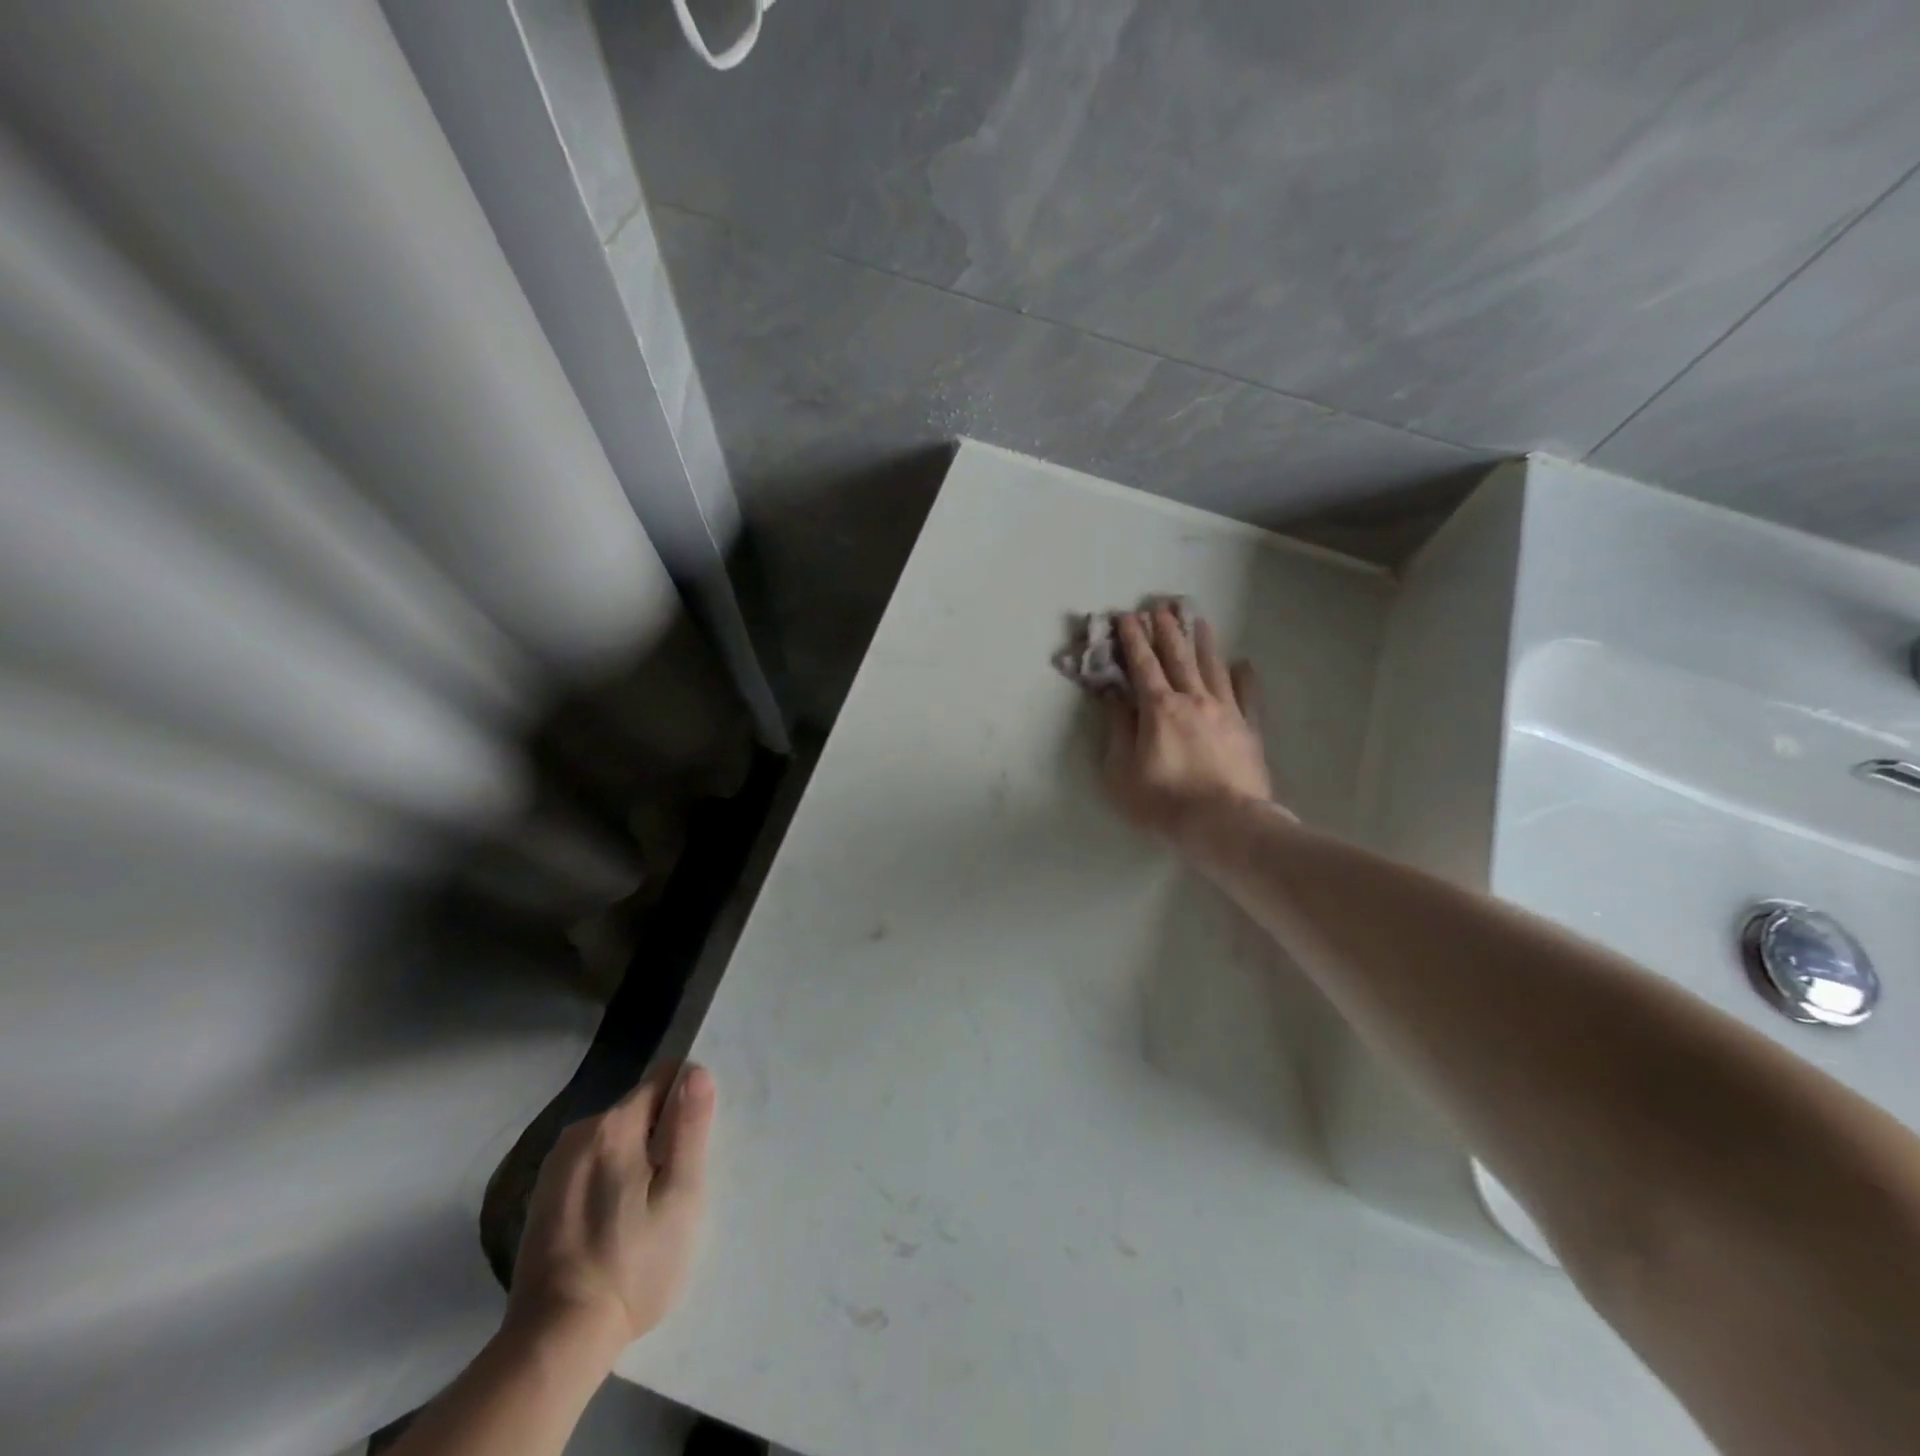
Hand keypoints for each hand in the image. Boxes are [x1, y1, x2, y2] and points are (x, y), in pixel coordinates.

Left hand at [505, 1064, 716, 1359]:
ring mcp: (556, 1165)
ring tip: (648, 1209)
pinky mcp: (543, 1196)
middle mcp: (579, 1132)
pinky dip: (613, 1178)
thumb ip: (689, 1127)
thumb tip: (695, 1071)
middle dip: (664, 1134)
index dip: (688, 1101)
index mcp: (614, 1125)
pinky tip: (618, 1222)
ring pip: (617, 1137)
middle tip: (676, 1186)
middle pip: (640, 1107)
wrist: (555, 1341)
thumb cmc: (632, 1265)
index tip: (696, 1143)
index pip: (665, 1077)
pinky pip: (594, 1163)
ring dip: (639, 1158)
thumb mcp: (680, 1196)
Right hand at [1102, 605, 1274, 838]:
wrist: (1224, 824)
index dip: (1132, 639)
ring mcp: (1226, 711)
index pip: (1142, 664)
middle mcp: (1193, 699)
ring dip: (1202, 641)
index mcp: (1159, 708)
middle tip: (1159, 607)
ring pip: (1212, 666)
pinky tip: (1241, 663)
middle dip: (1165, 630)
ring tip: (1197, 619)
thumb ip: (1118, 729)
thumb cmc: (1163, 801)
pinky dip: (1242, 676)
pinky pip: (1246, 694)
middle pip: (1177, 656)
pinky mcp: (1248, 728)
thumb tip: (1112, 696)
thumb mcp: (1121, 771)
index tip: (1125, 616)